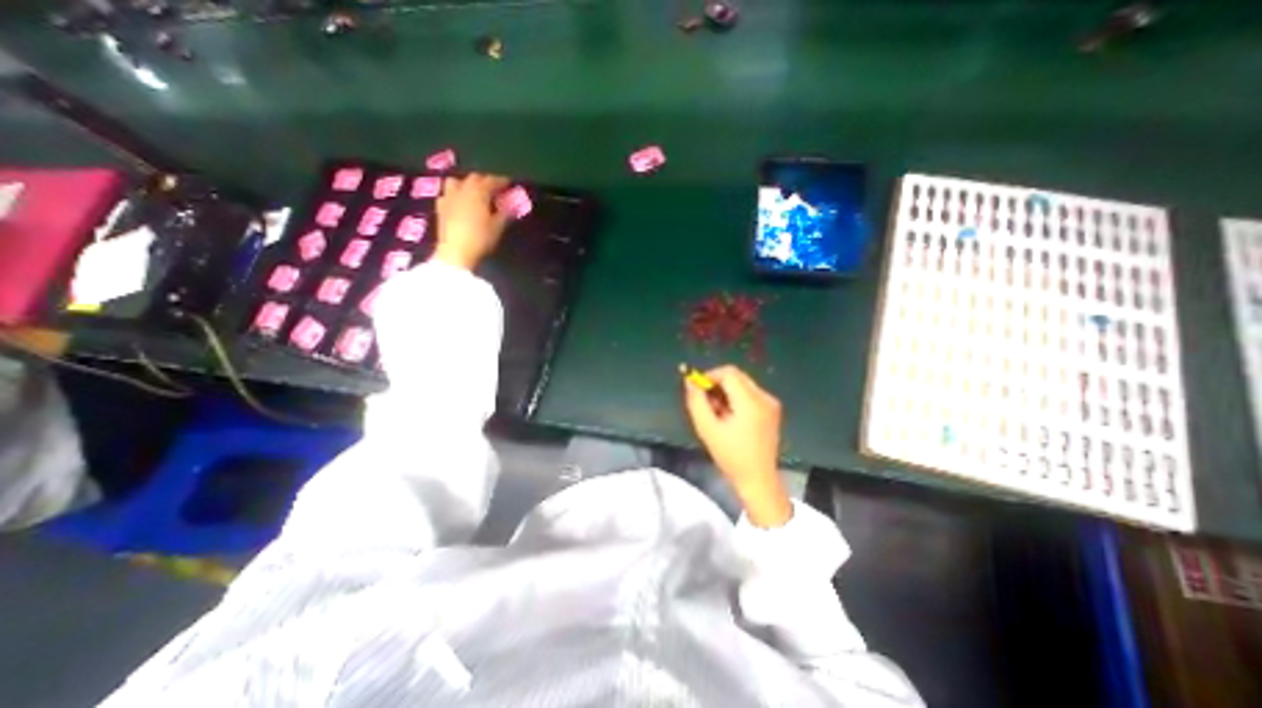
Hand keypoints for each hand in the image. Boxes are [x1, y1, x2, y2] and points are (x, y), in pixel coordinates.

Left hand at [434, 171, 512, 267]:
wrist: (456, 252)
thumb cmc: (480, 238)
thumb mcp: (497, 227)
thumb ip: (505, 213)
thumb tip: (511, 204)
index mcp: (478, 193)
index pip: (491, 181)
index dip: (501, 181)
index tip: (509, 183)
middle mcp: (462, 190)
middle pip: (474, 178)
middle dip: (485, 181)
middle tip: (494, 188)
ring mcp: (449, 197)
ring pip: (456, 181)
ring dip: (466, 183)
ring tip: (474, 192)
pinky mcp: (441, 208)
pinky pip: (447, 194)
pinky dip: (454, 194)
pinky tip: (458, 202)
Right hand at [690, 366, 785, 523]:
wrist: (758, 479)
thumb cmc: (730, 456)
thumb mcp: (707, 429)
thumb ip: (696, 401)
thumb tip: (689, 380)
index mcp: (751, 402)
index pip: (728, 373)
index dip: (709, 376)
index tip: (697, 390)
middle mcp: (764, 397)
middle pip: (736, 376)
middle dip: (717, 384)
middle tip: (706, 403)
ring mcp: (771, 403)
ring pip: (742, 383)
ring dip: (725, 391)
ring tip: (717, 413)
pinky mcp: (772, 409)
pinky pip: (749, 392)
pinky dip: (735, 398)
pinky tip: (729, 416)